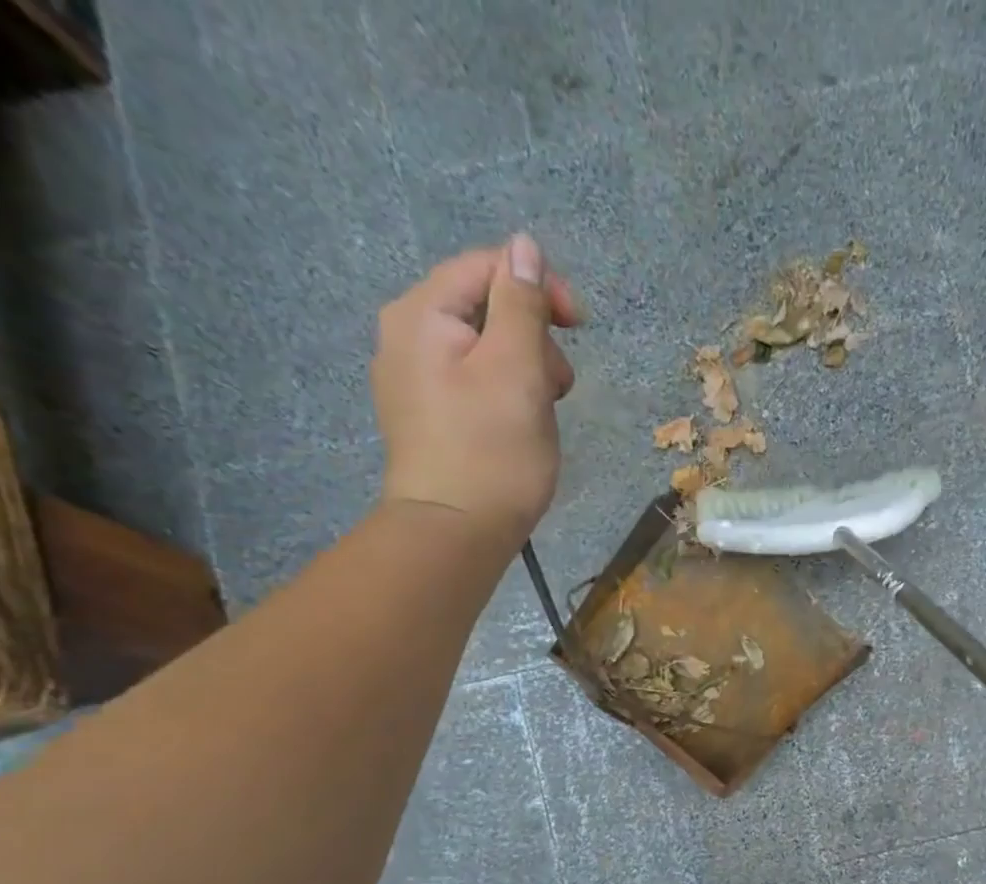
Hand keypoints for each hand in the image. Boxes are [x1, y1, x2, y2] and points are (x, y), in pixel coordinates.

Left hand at [372, 233, 583, 537]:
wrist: (455, 535)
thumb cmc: (492, 451)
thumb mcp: (517, 369)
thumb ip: (521, 303)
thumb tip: (524, 247)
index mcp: (422, 313)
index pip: (487, 267)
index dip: (538, 287)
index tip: (580, 326)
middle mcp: (405, 336)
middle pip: (484, 307)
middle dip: (532, 337)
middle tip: (560, 387)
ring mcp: (411, 380)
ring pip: (482, 349)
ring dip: (524, 370)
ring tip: (543, 414)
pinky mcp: (425, 417)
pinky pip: (472, 384)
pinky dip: (504, 395)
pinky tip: (518, 428)